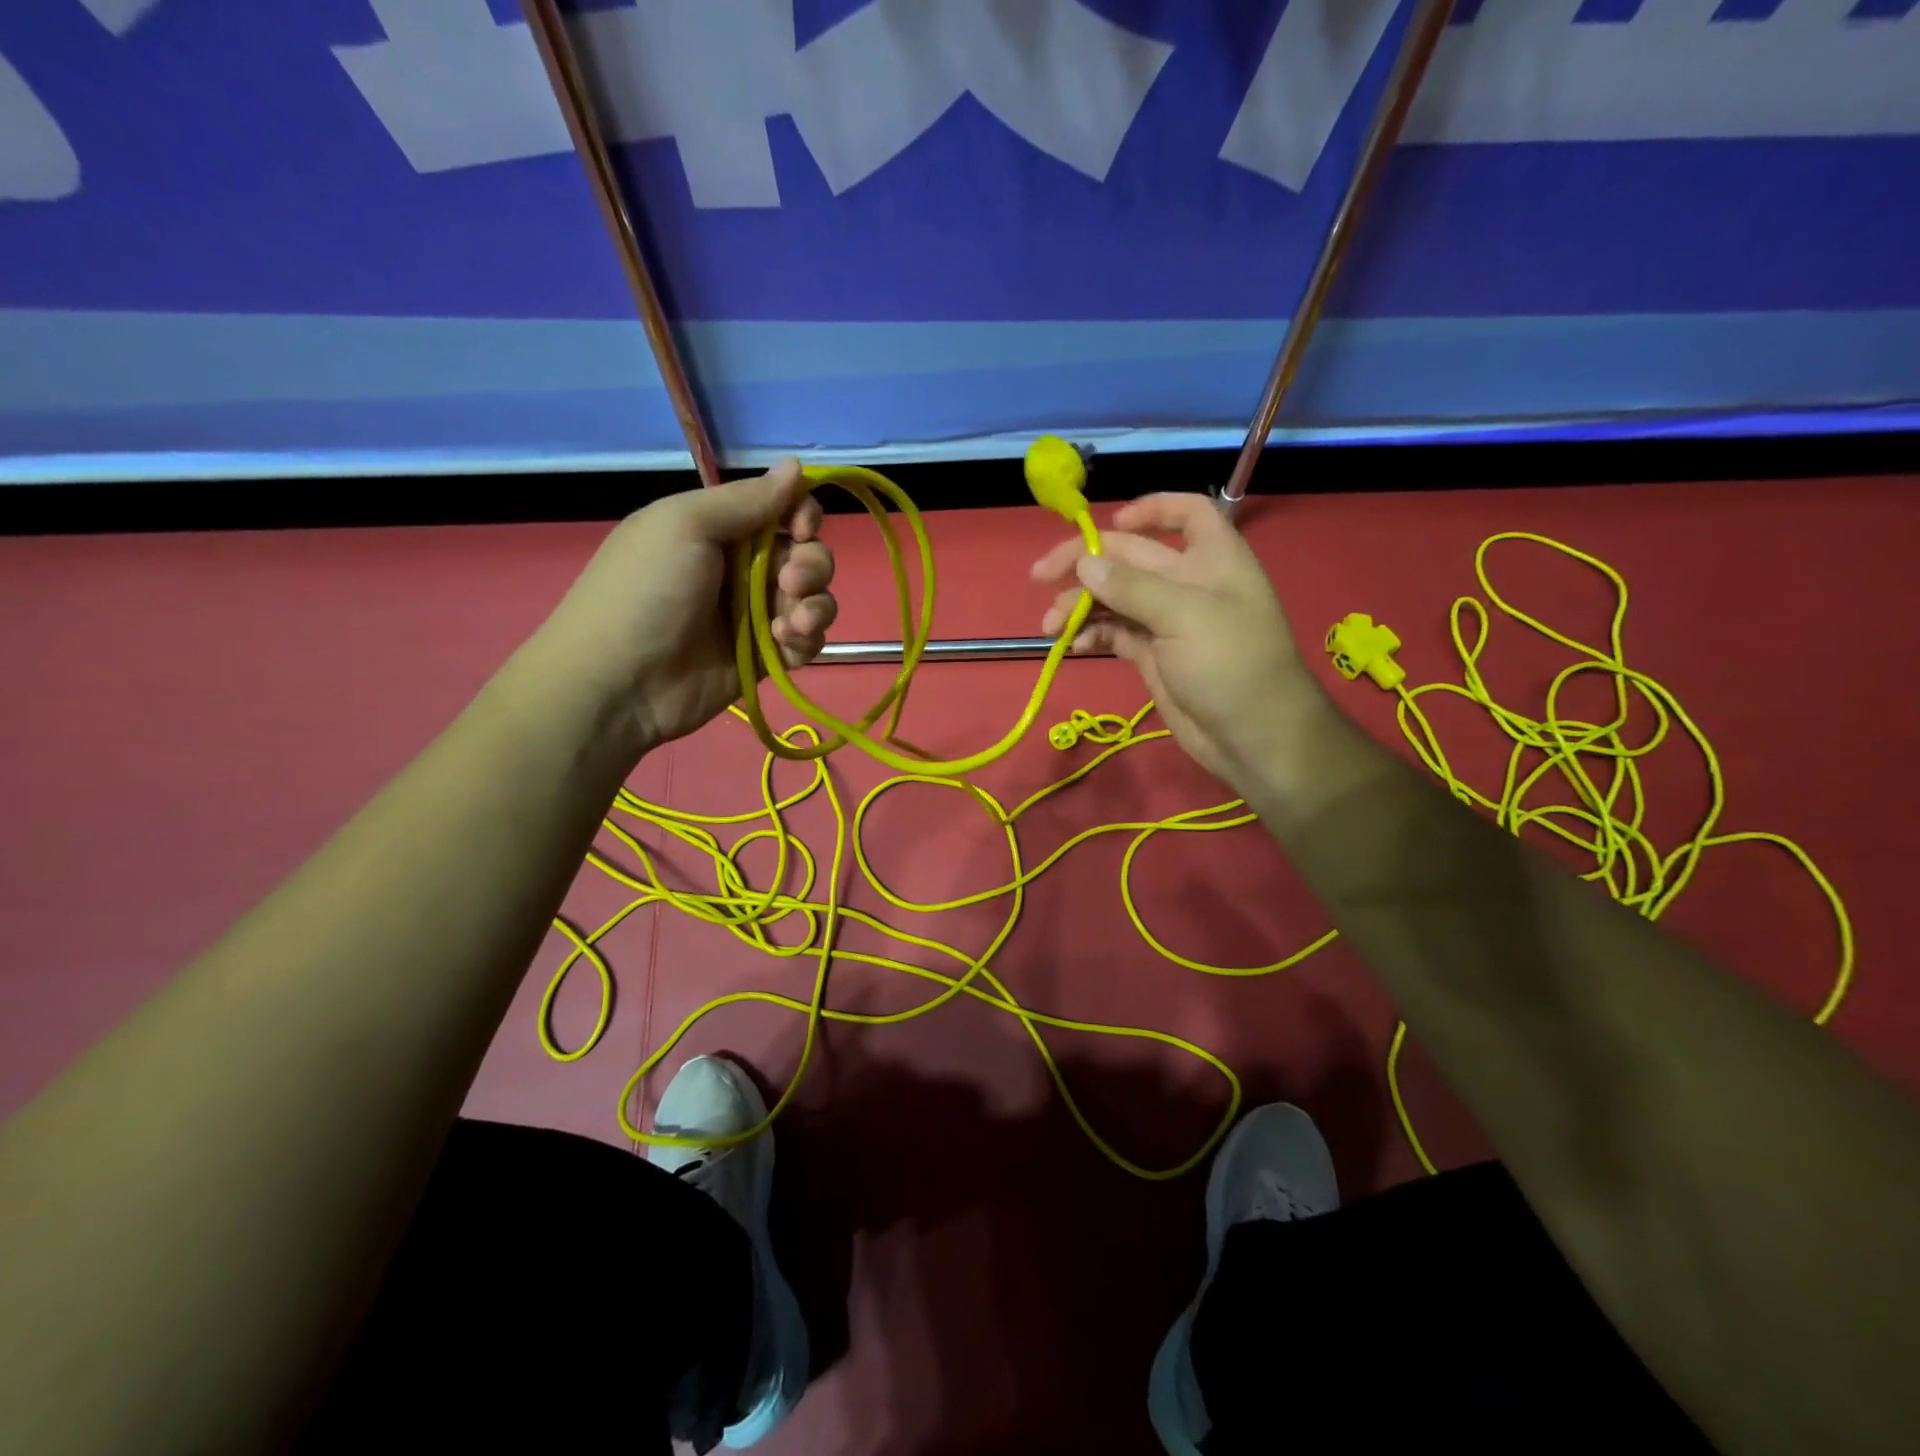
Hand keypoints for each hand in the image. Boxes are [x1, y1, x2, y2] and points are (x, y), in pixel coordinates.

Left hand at [535, 459, 835, 755]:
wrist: (620, 681)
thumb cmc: (647, 591)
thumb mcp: (687, 525)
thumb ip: (748, 499)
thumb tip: (798, 465)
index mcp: (720, 529)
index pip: (783, 511)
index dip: (803, 516)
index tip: (801, 529)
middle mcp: (742, 568)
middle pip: (807, 554)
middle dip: (812, 565)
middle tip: (788, 583)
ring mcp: (755, 615)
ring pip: (815, 599)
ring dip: (815, 606)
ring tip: (790, 625)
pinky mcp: (765, 657)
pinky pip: (807, 641)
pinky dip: (807, 640)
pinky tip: (786, 645)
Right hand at [1032, 493, 1320, 789]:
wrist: (1254, 737)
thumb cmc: (1232, 664)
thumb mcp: (1185, 616)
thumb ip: (1132, 587)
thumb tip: (1085, 562)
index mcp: (1211, 558)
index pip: (1187, 513)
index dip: (1151, 510)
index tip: (1111, 523)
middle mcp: (1188, 583)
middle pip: (1130, 557)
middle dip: (1085, 564)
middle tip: (1040, 576)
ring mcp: (1167, 621)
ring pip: (1115, 598)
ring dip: (1081, 605)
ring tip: (1050, 626)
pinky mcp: (1152, 655)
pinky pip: (1114, 634)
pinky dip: (1091, 635)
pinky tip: (1071, 646)